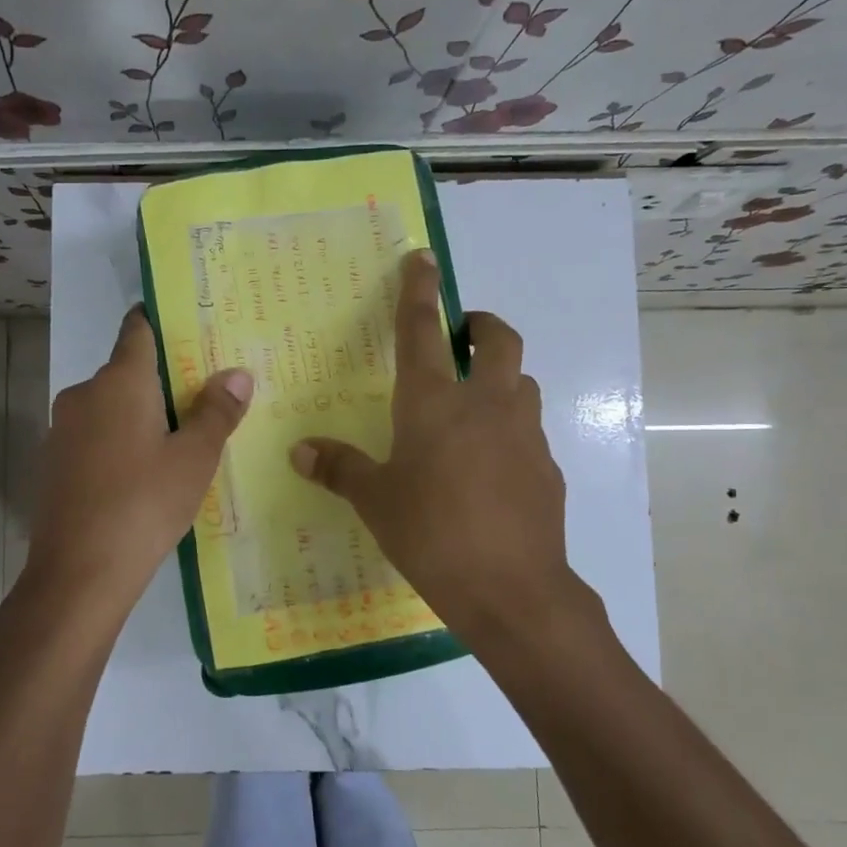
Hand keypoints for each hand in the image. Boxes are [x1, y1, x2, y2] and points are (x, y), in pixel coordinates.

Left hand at [16, 309, 251, 636]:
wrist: (77, 574)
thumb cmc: (144, 504)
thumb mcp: (194, 458)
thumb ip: (217, 411)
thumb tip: (237, 373)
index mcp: (119, 381)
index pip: (139, 329)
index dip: (163, 322)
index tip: (191, 329)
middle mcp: (84, 394)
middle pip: (127, 371)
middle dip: (162, 381)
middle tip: (203, 398)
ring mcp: (62, 430)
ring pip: (110, 408)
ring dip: (139, 415)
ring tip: (178, 441)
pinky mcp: (53, 464)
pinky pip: (93, 437)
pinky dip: (117, 443)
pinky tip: (139, 476)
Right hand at [290, 250, 601, 647]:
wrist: (512, 588)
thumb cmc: (431, 533)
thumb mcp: (376, 501)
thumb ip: (339, 468)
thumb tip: (300, 451)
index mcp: (434, 402)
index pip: (422, 330)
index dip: (420, 290)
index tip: (423, 258)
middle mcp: (485, 403)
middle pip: (497, 339)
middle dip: (480, 324)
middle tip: (461, 334)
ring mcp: (523, 432)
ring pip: (520, 381)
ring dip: (500, 377)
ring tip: (473, 404)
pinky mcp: (546, 465)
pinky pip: (527, 429)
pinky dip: (508, 428)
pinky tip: (489, 466)